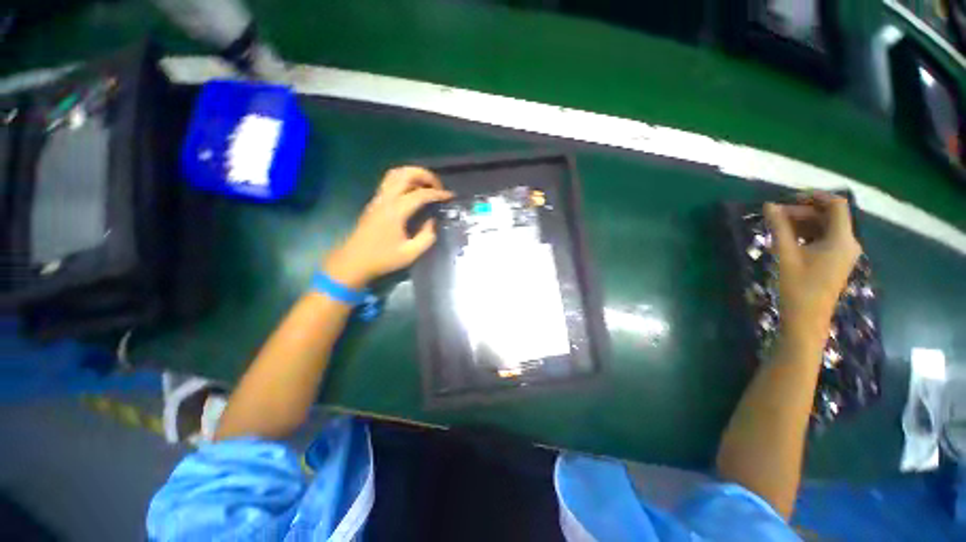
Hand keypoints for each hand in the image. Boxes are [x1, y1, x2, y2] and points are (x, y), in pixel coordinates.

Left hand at [323, 167, 452, 287]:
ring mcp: (378, 198)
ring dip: (413, 174)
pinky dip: (404, 179)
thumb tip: (432, 222)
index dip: (438, 193)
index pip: (420, 194)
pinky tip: (413, 191)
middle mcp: (386, 199)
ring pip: (395, 173)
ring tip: (427, 185)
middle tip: (438, 186)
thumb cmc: (383, 258)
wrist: (354, 261)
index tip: (450, 196)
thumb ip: (426, 237)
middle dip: (425, 175)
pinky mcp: (375, 202)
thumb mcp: (411, 253)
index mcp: (396, 211)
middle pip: (405, 174)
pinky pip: (390, 181)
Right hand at [764, 192, 861, 339]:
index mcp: (842, 239)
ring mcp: (843, 253)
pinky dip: (808, 233)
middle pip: (829, 216)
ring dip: (804, 222)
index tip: (788, 198)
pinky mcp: (835, 261)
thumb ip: (779, 227)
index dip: (814, 197)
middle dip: (803, 211)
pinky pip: (824, 238)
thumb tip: (769, 205)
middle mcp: (848, 243)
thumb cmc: (797, 286)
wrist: (806, 319)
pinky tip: (789, 239)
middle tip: (775, 215)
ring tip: (778, 226)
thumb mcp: (786, 254)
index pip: (836, 205)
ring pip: (826, 227)